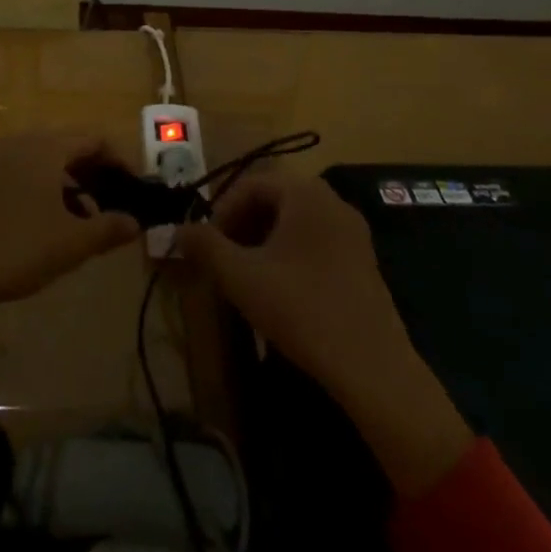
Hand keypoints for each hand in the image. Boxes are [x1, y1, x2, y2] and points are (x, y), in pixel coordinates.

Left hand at [0, 133, 140, 345]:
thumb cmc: (15, 249)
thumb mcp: (70, 244)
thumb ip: (109, 229)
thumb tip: (135, 222)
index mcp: (46, 146)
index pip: (95, 139)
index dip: (122, 162)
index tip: (137, 190)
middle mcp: (21, 141)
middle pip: (70, 146)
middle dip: (97, 174)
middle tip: (116, 205)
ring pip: (46, 161)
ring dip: (72, 185)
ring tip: (86, 221)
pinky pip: (24, 173)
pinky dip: (46, 190)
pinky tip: (50, 225)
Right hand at [178, 173, 402, 399]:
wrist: (372, 367)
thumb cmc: (301, 309)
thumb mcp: (241, 276)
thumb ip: (206, 247)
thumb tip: (178, 230)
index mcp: (305, 193)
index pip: (251, 183)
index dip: (222, 209)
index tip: (207, 243)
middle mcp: (332, 201)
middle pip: (274, 199)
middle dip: (242, 223)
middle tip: (223, 256)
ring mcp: (353, 232)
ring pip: (295, 221)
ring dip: (264, 238)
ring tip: (246, 273)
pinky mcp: (363, 261)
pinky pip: (316, 240)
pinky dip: (290, 253)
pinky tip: (280, 289)